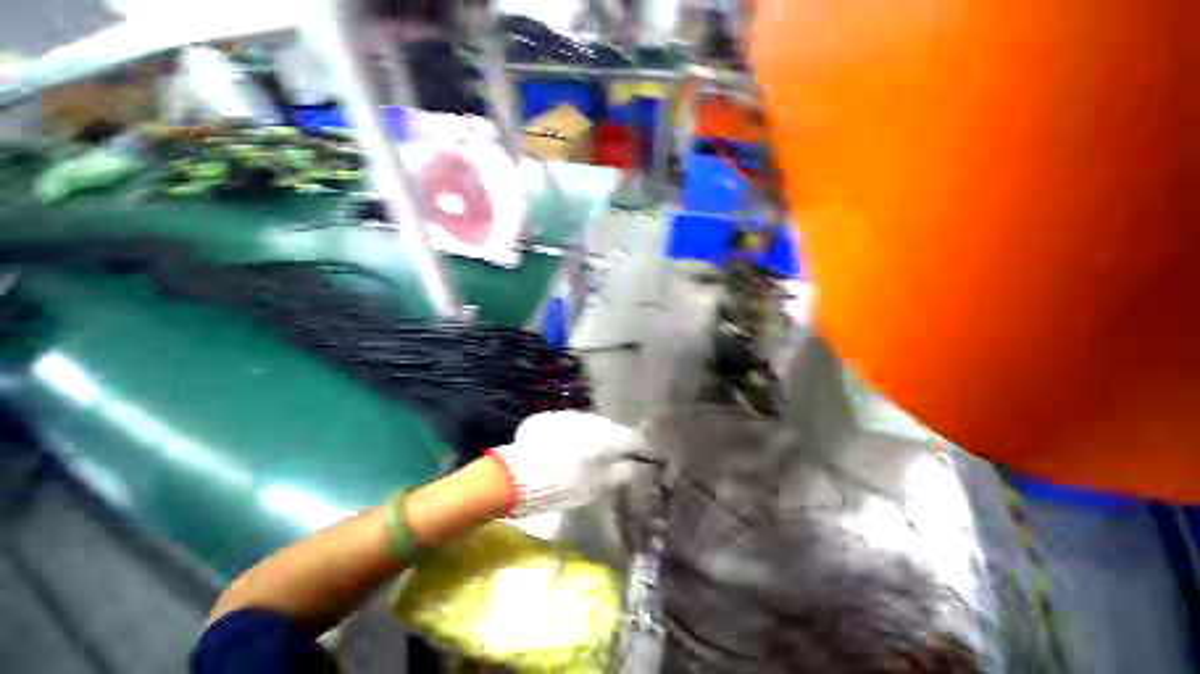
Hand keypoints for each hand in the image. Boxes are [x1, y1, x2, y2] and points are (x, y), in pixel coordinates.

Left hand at [489, 411, 642, 516]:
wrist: (518, 474)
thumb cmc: (563, 484)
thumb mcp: (596, 486)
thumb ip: (620, 473)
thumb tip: (635, 466)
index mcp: (605, 436)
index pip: (633, 438)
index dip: (642, 448)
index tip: (648, 457)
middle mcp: (590, 420)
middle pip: (611, 429)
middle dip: (617, 440)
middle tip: (618, 456)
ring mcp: (569, 416)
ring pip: (590, 424)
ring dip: (595, 435)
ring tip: (592, 452)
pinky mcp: (550, 418)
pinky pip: (570, 424)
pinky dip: (574, 434)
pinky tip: (566, 447)